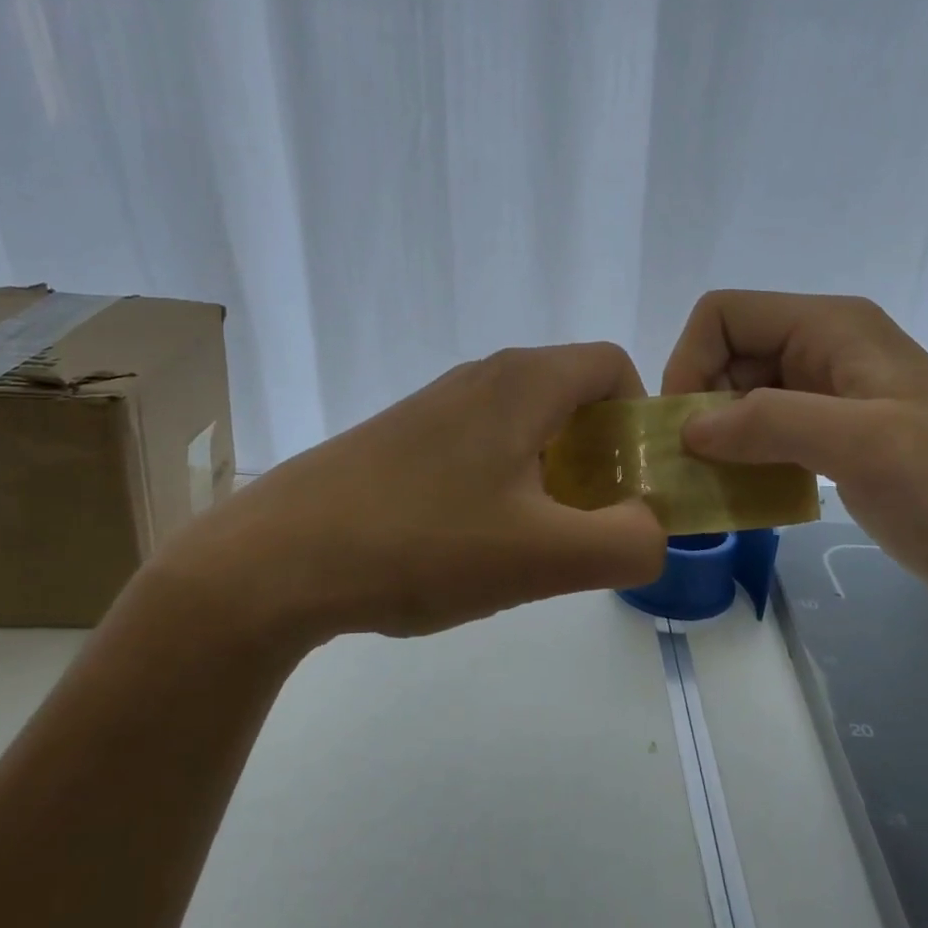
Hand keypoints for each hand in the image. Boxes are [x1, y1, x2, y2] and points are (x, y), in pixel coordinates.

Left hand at [144, 344, 668, 645]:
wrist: (277, 560)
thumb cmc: (422, 544)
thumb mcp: (545, 557)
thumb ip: (627, 543)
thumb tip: (651, 530)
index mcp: (523, 382)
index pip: (614, 367)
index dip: (639, 422)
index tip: (629, 486)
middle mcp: (481, 377)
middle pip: (571, 398)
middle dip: (599, 460)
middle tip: (585, 527)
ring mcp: (435, 406)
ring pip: (525, 428)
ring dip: (549, 479)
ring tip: (528, 546)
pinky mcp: (402, 439)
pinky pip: (480, 449)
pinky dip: (502, 487)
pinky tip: (470, 545)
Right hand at [661, 290, 927, 634]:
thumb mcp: (862, 444)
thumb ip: (768, 422)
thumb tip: (687, 429)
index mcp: (833, 328)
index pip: (725, 314)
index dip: (690, 361)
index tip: (683, 429)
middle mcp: (828, 351)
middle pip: (729, 356)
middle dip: (700, 406)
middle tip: (691, 467)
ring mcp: (834, 400)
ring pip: (744, 400)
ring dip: (719, 439)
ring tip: (712, 488)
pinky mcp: (838, 444)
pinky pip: (768, 438)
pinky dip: (745, 461)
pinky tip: (746, 498)